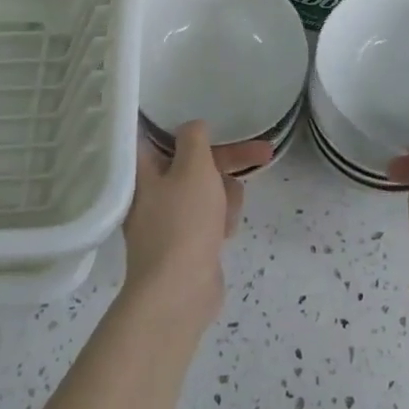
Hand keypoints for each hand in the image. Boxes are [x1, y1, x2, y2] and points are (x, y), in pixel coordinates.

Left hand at [121, 122, 271, 323]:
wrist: (179, 292)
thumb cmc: (183, 222)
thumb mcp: (193, 168)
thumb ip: (195, 139)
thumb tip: (193, 127)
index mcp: (143, 169)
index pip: (155, 133)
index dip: (181, 122)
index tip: (206, 115)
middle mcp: (152, 190)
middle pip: (194, 161)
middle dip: (229, 159)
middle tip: (264, 151)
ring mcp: (169, 218)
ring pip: (207, 189)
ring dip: (225, 195)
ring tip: (228, 214)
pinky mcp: (186, 241)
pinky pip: (209, 216)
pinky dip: (220, 219)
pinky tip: (226, 232)